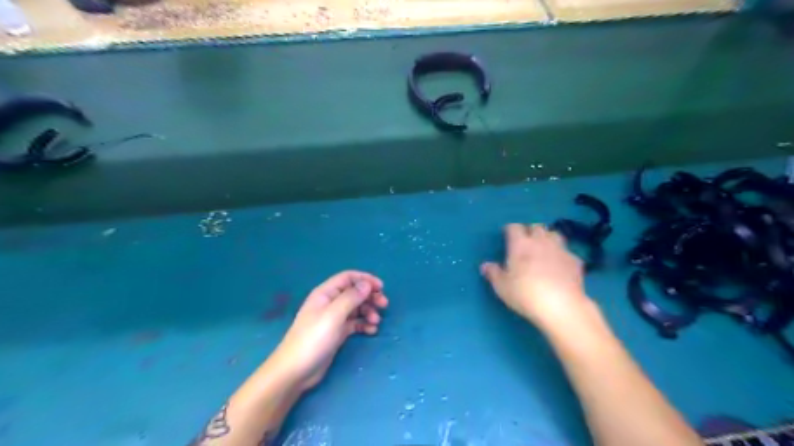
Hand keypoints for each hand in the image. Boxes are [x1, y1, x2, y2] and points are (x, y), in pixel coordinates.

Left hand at [268, 271, 388, 391]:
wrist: (296, 370)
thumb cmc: (314, 338)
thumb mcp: (334, 315)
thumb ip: (352, 297)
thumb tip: (367, 284)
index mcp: (326, 293)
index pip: (348, 277)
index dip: (365, 279)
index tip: (381, 288)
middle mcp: (330, 302)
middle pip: (354, 292)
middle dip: (370, 296)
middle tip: (384, 305)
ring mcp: (333, 318)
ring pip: (356, 308)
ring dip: (368, 311)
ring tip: (376, 322)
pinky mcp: (337, 333)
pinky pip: (354, 323)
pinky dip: (364, 324)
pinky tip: (371, 331)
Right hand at [478, 225, 595, 329]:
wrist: (561, 306)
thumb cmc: (525, 293)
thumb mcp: (502, 286)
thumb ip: (493, 273)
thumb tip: (485, 265)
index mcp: (520, 244)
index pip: (514, 227)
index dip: (510, 230)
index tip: (506, 236)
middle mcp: (540, 241)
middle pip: (536, 226)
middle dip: (530, 231)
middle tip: (525, 243)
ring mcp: (560, 249)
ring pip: (554, 234)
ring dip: (548, 238)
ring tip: (544, 249)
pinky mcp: (575, 261)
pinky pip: (567, 252)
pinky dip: (562, 255)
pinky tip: (560, 266)